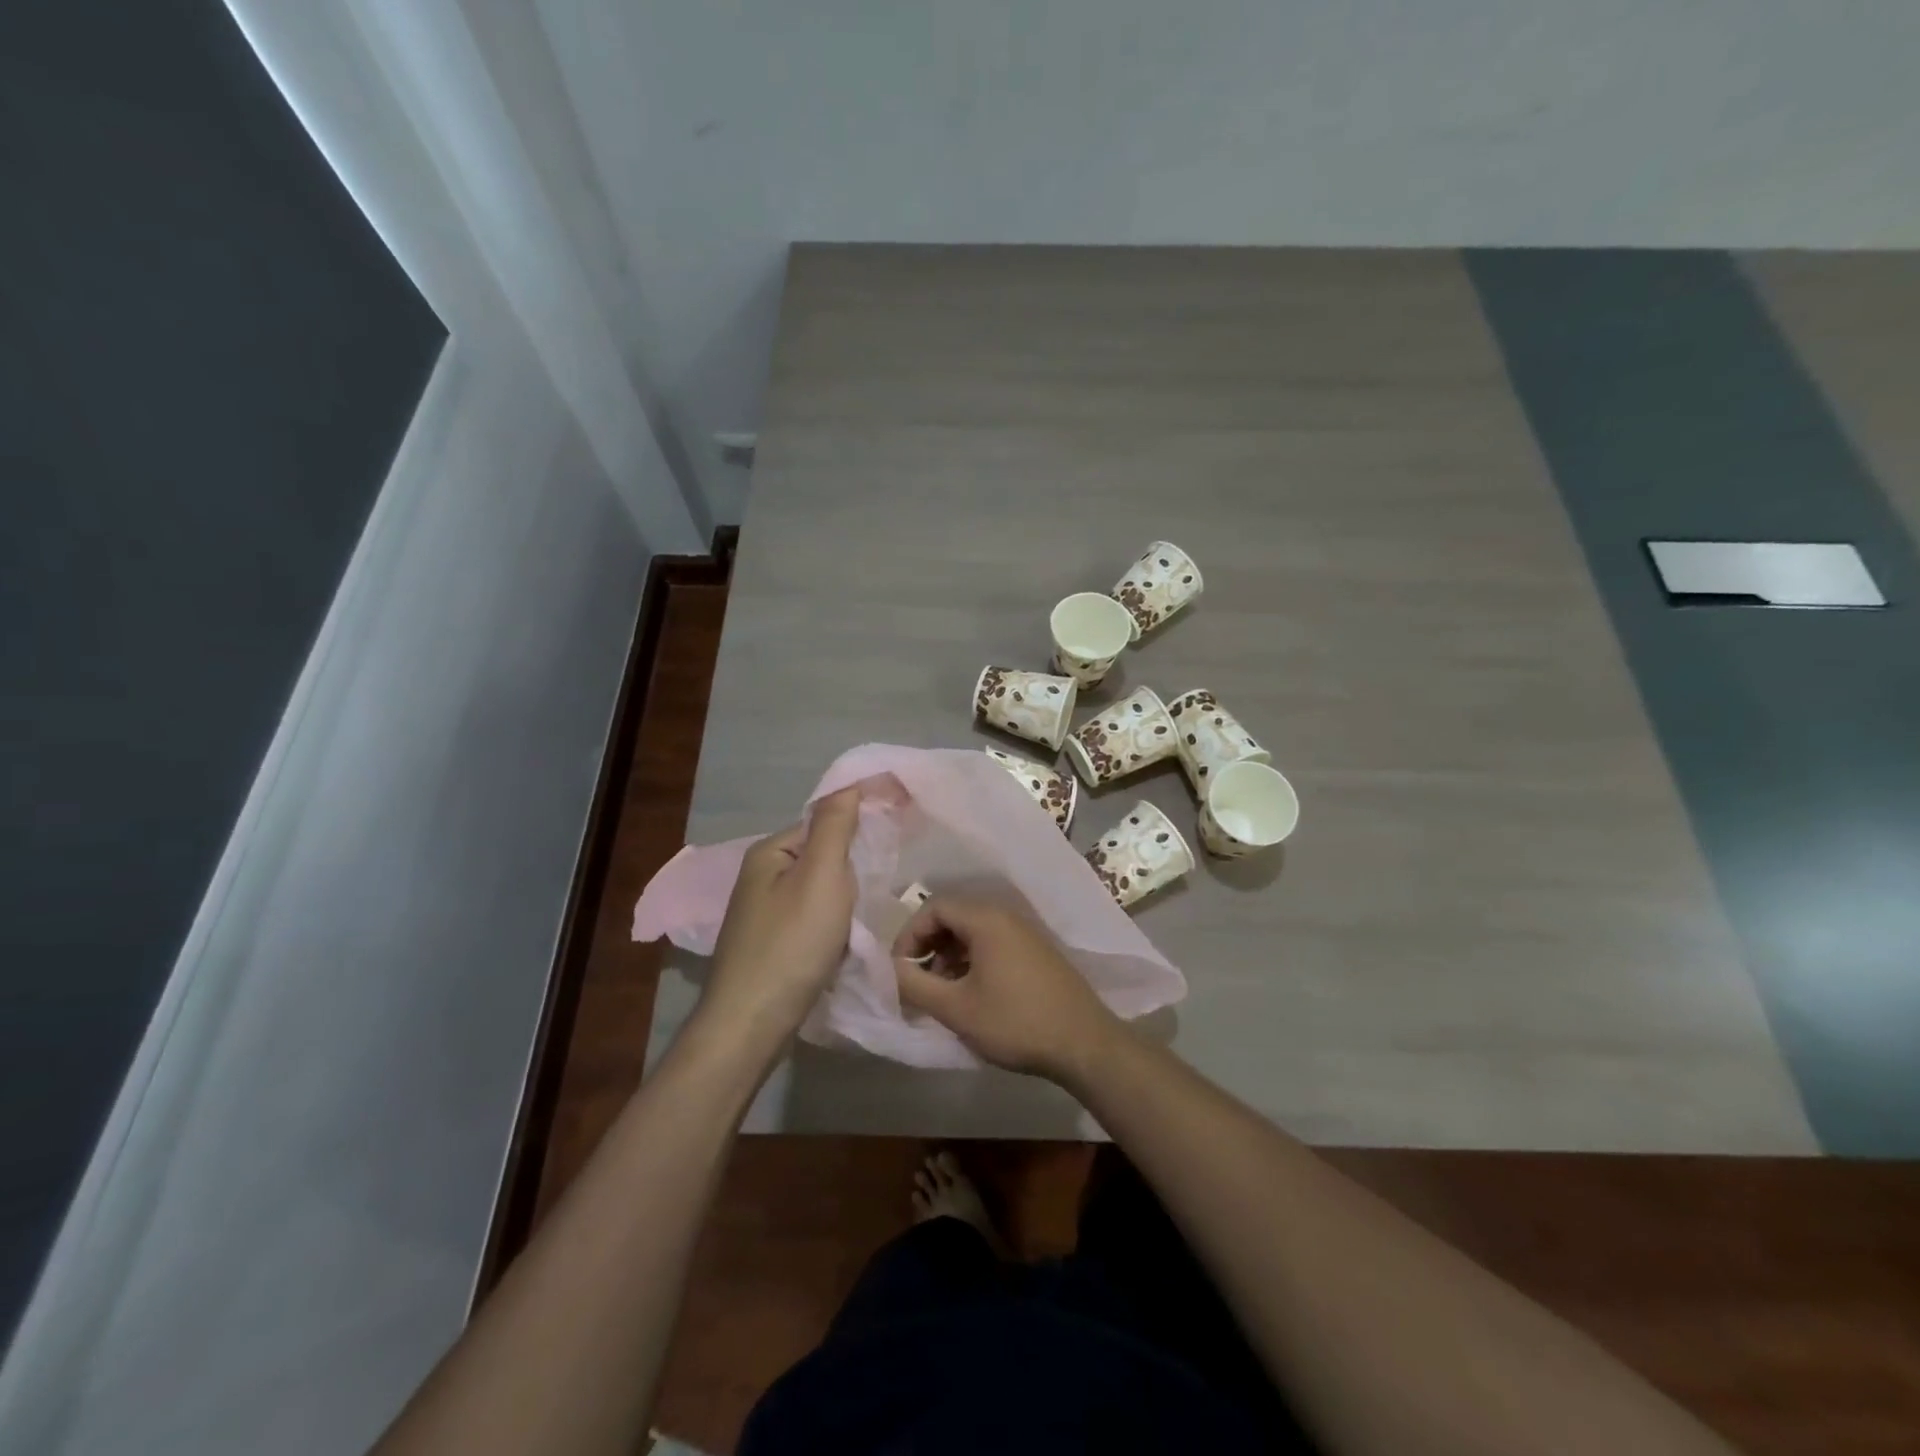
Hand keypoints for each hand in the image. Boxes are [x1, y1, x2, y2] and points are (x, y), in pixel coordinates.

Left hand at [703, 787, 861, 1043]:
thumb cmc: (791, 943)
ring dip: (845, 902)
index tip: (896, 836)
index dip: (859, 825)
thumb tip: (849, 783)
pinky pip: (812, 921)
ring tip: (865, 917)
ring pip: (820, 893)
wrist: (752, 1023)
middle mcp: (761, 877)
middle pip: (822, 858)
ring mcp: (763, 915)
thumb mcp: (820, 875)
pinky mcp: (771, 946)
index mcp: (770, 852)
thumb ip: (835, 826)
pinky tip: (845, 943)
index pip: (823, 822)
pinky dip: (833, 927)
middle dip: (852, 871)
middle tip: (878, 886)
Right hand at [891, 895, 1121, 1081]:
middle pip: (953, 916)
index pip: (933, 906)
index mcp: (986, 919)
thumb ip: (915, 985)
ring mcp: (1025, 933)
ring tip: (941, 993)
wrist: (1084, 1043)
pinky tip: (971, 994)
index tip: (899, 968)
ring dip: (949, 955)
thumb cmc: (1015, 1022)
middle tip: (916, 980)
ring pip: (973, 932)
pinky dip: (972, 961)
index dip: (909, 934)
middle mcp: (1006, 916)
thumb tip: (888, 969)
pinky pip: (993, 943)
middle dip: (928, 945)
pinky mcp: (1036, 952)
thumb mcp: (956, 1008)